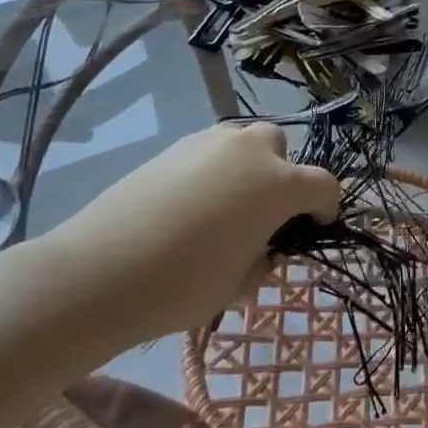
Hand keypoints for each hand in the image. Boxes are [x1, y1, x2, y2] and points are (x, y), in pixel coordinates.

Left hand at [42, 123, 339, 339]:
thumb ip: (263, 261)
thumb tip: (263, 250)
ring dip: (247, 168)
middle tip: (262, 216)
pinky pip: (210, 151)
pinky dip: (214, 170)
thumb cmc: (184, 283)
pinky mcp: (175, 146)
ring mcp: (210, 142)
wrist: (101, 269)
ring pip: (244, 143)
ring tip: (224, 208)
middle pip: (281, 149)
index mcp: (279, 184)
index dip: (326, 208)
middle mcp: (251, 150)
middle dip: (282, 176)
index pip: (323, 185)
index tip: (313, 229)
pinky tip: (190, 205)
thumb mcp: (238, 285)